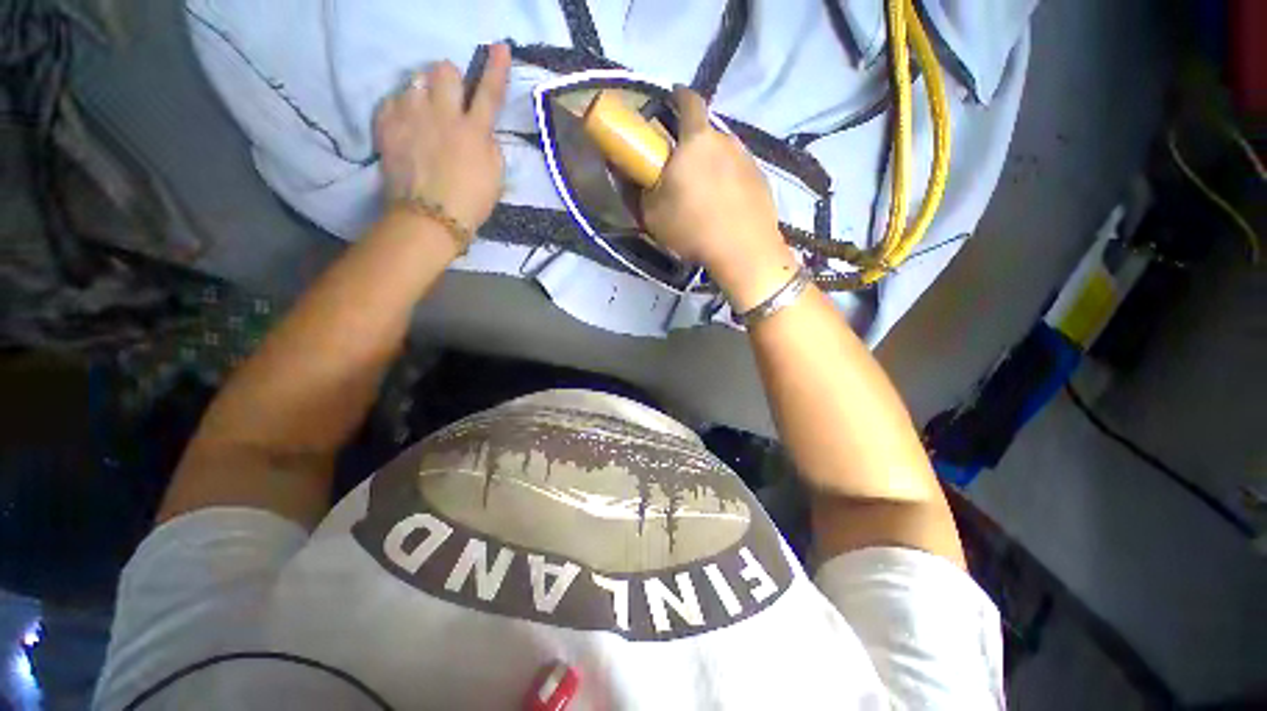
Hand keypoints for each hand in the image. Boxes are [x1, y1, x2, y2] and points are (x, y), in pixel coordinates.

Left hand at [375, 43, 510, 231]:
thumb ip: (489, 144)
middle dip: (449, 78)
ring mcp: (412, 116)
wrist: (430, 218)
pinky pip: (392, 99)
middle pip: (445, 71)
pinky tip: (406, 125)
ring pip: (415, 81)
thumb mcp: (495, 176)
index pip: (490, 92)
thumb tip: (480, 128)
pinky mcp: (387, 124)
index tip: (500, 46)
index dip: (496, 68)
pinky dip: (401, 108)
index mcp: (475, 131)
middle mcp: (444, 114)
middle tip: (449, 97)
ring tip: (424, 115)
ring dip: (424, 92)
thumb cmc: (470, 201)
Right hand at [642, 86, 798, 311]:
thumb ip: (642, 190)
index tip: (671, 99)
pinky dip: (729, 183)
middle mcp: (726, 140)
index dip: (678, 96)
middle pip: (706, 134)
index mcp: (696, 141)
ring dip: (711, 166)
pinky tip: (724, 207)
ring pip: (723, 155)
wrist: (743, 251)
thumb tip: (638, 177)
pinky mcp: (762, 180)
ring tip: (705, 195)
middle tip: (681, 171)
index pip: (689, 101)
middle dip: (692, 146)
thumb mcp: (653, 214)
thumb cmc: (693, 228)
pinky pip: (739, 173)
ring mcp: (748, 159)